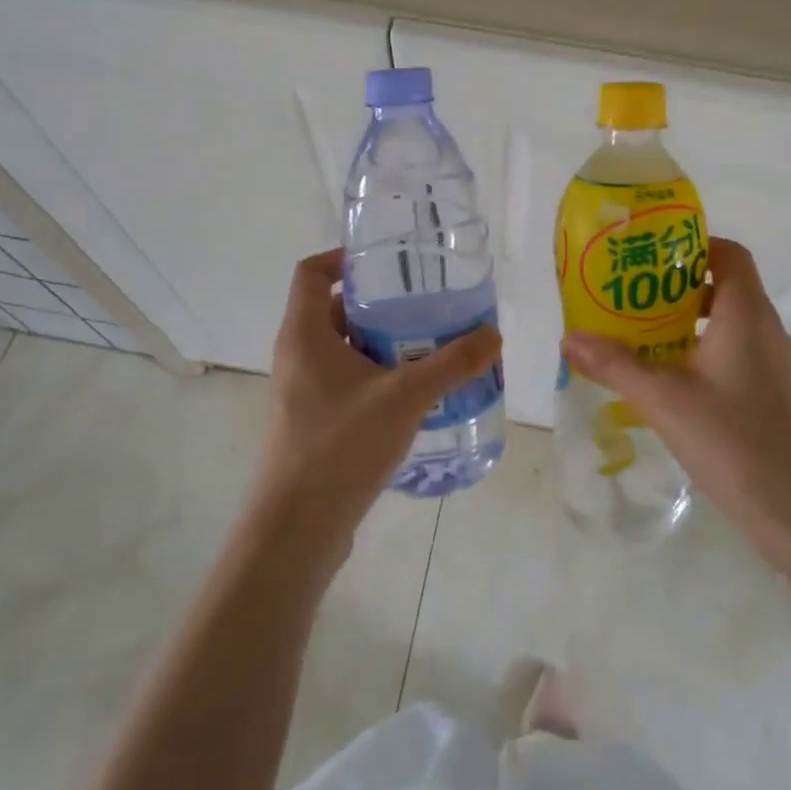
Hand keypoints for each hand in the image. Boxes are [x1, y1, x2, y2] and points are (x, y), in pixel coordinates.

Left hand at [250, 249, 501, 578]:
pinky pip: (345, 382)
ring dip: (381, 343)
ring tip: (429, 345)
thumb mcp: (405, 397)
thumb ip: (452, 363)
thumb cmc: (340, 447)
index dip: (343, 258)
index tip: (386, 261)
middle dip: (379, 304)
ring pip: (342, 349)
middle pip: (333, 309)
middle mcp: (296, 356)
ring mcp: (302, 393)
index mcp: (304, 335)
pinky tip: (414, 394)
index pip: (311, 272)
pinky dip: (376, 376)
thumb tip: (494, 334)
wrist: (296, 531)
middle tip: (424, 304)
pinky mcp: (312, 423)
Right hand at [561, 238, 790, 573]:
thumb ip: (616, 366)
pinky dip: (704, 353)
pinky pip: (736, 355)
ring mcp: (776, 365)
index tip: (650, 254)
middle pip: (725, 286)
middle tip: (630, 297)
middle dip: (676, 286)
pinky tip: (673, 385)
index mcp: (746, 314)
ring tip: (641, 338)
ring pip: (729, 324)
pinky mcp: (777, 397)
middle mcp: (767, 330)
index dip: (693, 244)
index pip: (729, 253)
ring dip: (688, 323)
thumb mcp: (665, 401)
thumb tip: (569, 337)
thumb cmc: (737, 442)